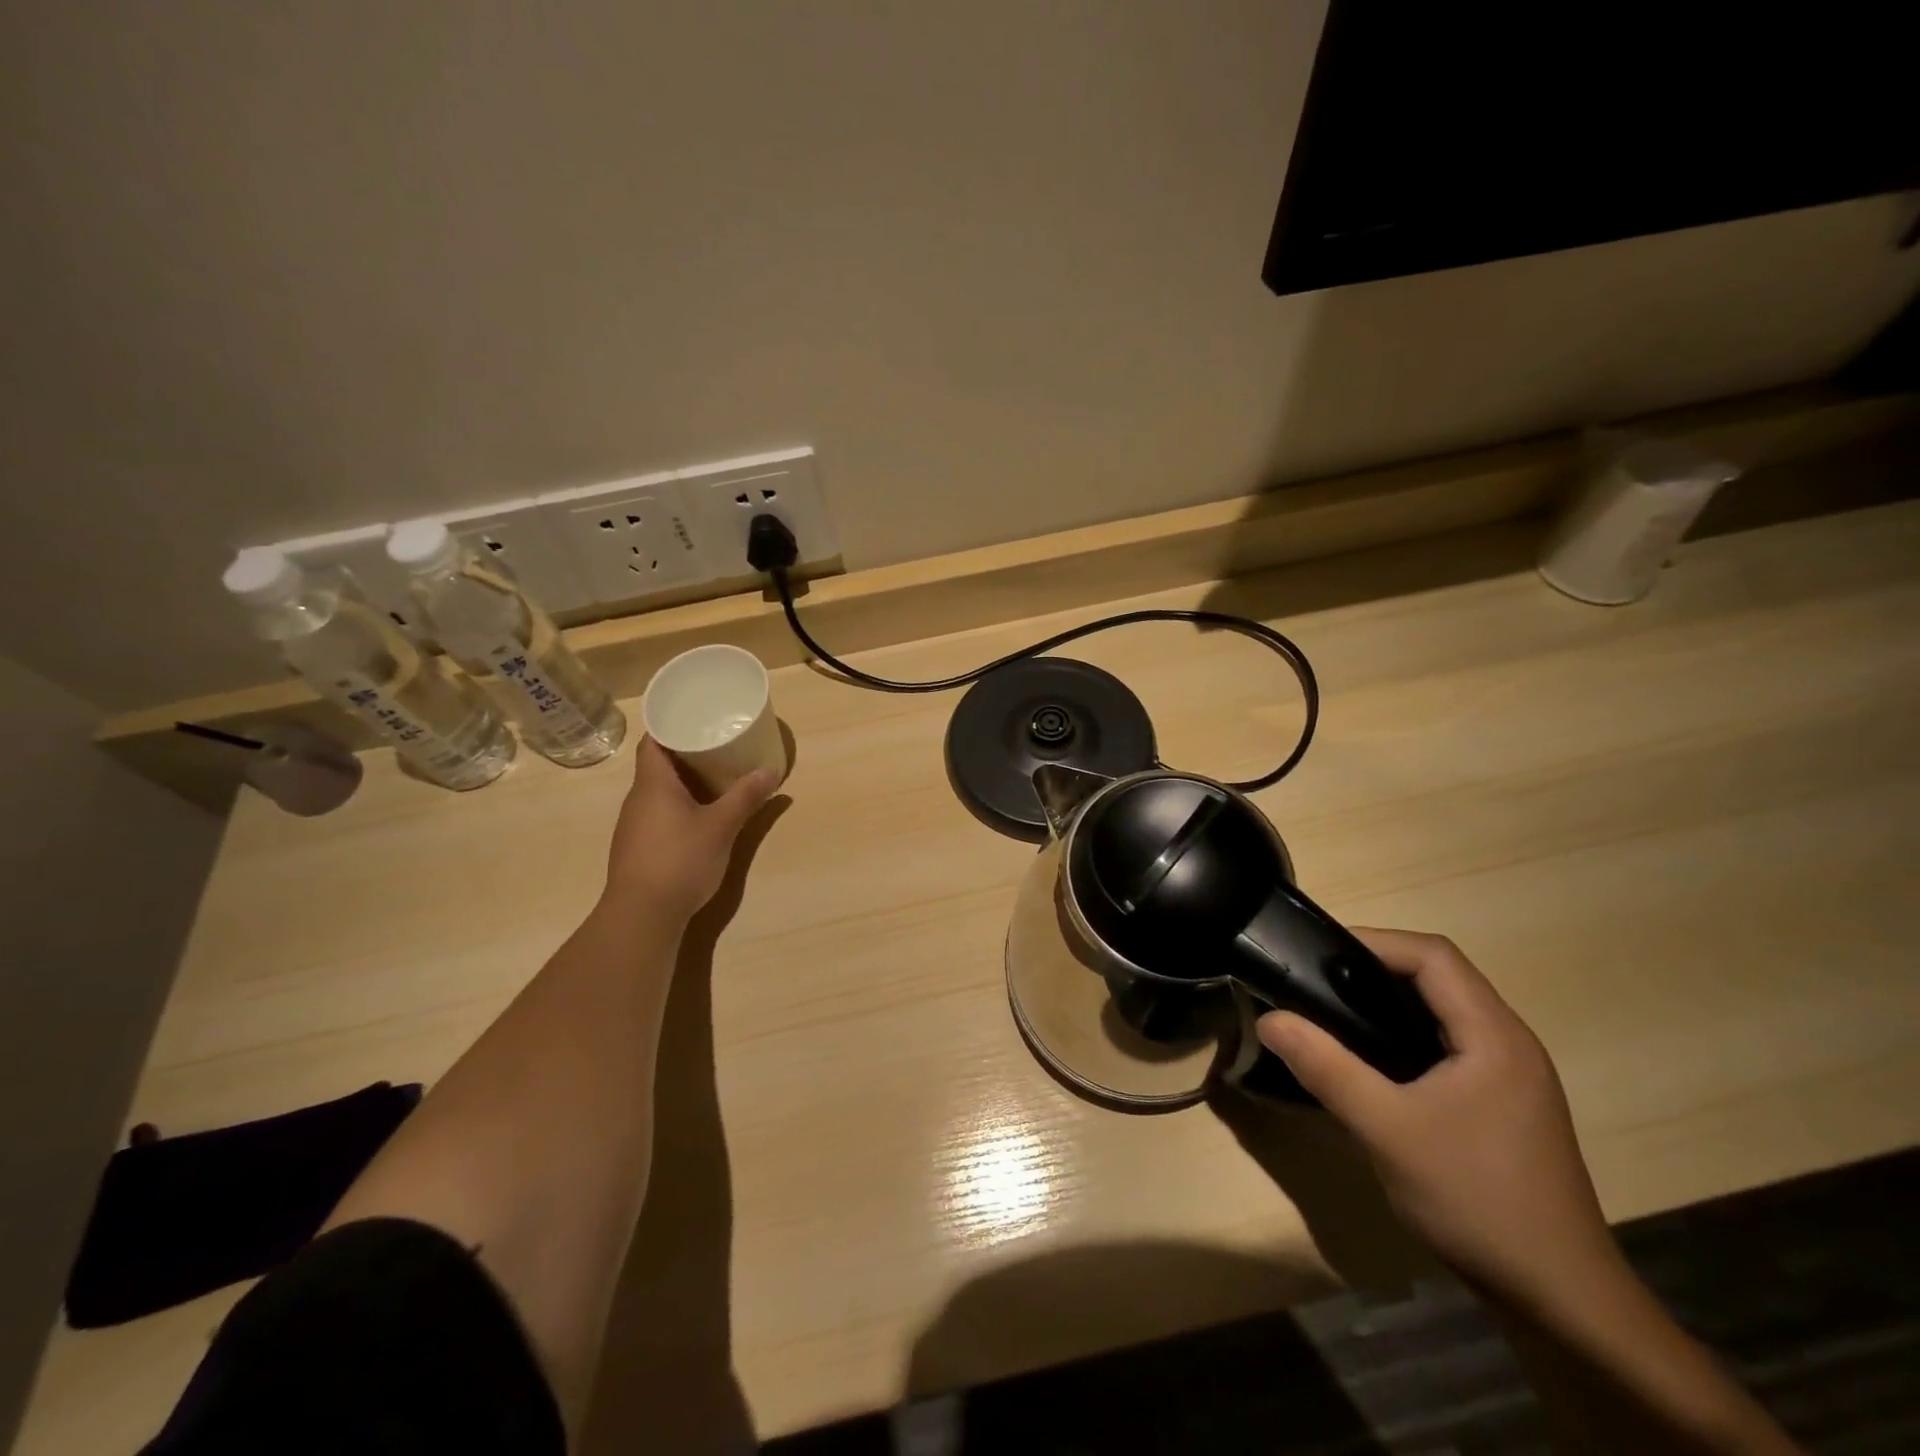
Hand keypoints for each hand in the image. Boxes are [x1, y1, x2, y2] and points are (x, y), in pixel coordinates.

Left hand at [602, 738, 776, 922]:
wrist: (642, 915)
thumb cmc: (680, 860)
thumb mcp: (722, 826)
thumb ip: (746, 797)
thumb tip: (771, 770)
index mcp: (653, 784)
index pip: (652, 741)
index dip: (669, 726)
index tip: (694, 718)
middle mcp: (637, 799)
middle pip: (656, 765)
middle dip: (684, 754)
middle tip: (716, 745)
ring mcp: (633, 826)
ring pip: (657, 792)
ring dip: (681, 782)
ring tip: (713, 777)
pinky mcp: (637, 848)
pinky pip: (657, 814)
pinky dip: (677, 806)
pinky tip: (698, 816)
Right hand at [1257, 929, 1618, 1312]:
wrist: (1562, 1303)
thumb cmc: (1476, 1200)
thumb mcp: (1387, 1130)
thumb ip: (1326, 1068)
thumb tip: (1269, 1018)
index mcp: (1494, 1036)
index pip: (1434, 956)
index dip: (1375, 942)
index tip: (1317, 954)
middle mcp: (1510, 1043)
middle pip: (1440, 976)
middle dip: (1375, 967)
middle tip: (1316, 981)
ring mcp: (1512, 1076)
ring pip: (1444, 1011)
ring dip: (1389, 1001)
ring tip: (1333, 1013)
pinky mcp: (1504, 1104)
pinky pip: (1449, 1044)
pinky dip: (1405, 1034)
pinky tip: (1373, 1063)